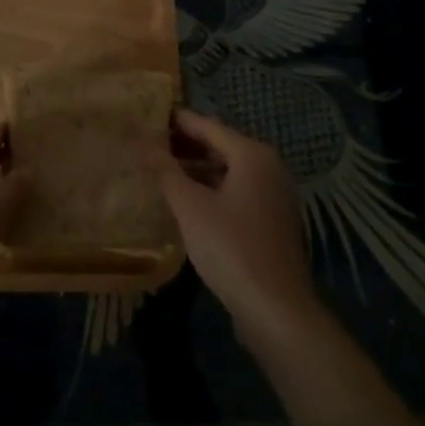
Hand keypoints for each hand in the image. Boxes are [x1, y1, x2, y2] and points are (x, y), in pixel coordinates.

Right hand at [151, 110, 318, 339]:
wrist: (276, 308)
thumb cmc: (231, 248)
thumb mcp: (191, 208)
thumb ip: (168, 173)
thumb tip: (148, 147)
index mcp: (252, 155)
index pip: (209, 127)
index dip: (179, 122)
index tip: (152, 117)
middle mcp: (269, 167)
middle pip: (222, 146)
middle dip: (187, 146)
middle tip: (152, 144)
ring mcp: (274, 194)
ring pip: (229, 171)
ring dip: (198, 169)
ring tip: (163, 171)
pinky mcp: (273, 220)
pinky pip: (238, 191)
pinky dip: (213, 188)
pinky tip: (188, 200)